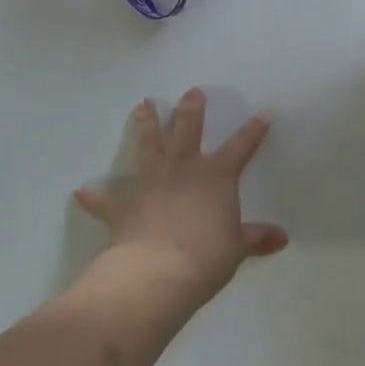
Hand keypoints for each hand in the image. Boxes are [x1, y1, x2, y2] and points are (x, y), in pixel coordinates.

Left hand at [74, 89, 286, 306]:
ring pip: (149, 146)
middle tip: (192, 91)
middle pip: (188, 130)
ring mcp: (151, 183)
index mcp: (217, 176)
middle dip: (191, 109)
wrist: (157, 274)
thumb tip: (281, 238)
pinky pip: (106, 200)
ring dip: (146, 125)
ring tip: (143, 105)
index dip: (253, 131)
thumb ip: (256, 239)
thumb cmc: (206, 257)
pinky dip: (95, 196)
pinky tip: (82, 191)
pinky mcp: (124, 206)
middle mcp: (183, 170)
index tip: (263, 114)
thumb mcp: (237, 248)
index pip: (241, 147)